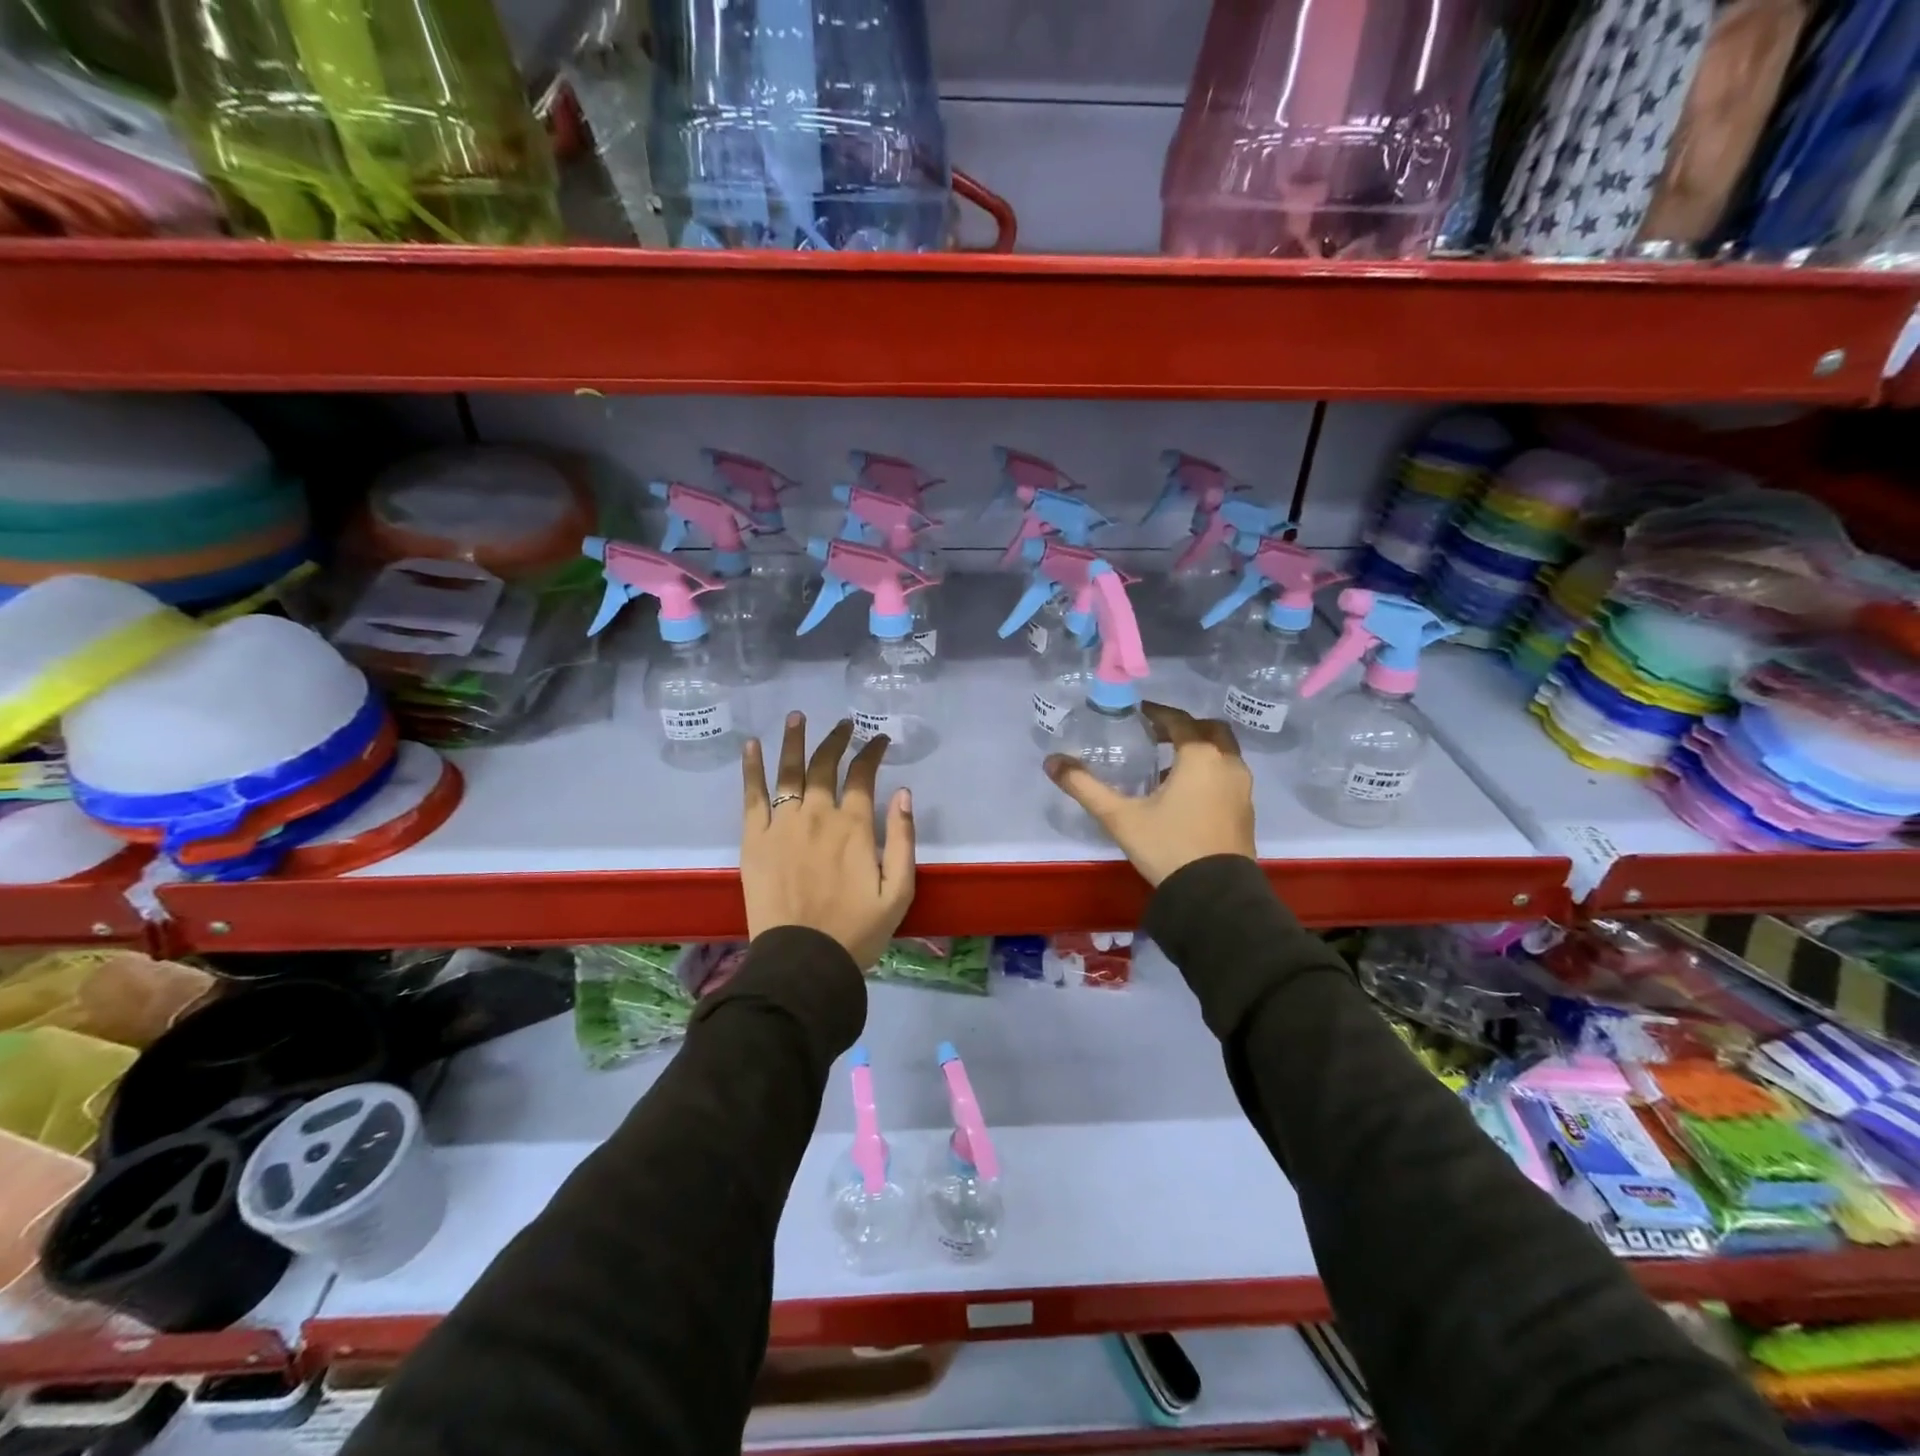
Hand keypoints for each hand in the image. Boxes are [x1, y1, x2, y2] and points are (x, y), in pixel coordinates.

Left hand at [741, 713, 916, 968]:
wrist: (803, 961)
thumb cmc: (857, 930)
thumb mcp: (899, 891)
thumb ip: (904, 839)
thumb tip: (905, 793)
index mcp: (855, 826)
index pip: (865, 776)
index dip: (873, 752)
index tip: (879, 740)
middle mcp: (818, 815)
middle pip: (826, 765)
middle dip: (837, 740)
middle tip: (844, 725)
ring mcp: (783, 824)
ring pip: (789, 771)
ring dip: (795, 740)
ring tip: (797, 717)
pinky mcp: (755, 839)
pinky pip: (752, 796)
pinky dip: (752, 768)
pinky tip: (751, 746)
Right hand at [1044, 702, 1253, 886]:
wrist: (1214, 895)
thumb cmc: (1167, 846)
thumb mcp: (1119, 816)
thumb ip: (1084, 786)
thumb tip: (1051, 761)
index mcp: (1200, 756)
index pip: (1178, 720)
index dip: (1156, 713)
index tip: (1137, 714)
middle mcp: (1228, 763)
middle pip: (1209, 730)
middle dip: (1184, 728)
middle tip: (1156, 737)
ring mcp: (1242, 788)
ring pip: (1223, 753)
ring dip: (1199, 751)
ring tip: (1167, 767)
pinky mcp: (1246, 810)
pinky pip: (1228, 776)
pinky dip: (1210, 772)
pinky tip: (1185, 795)